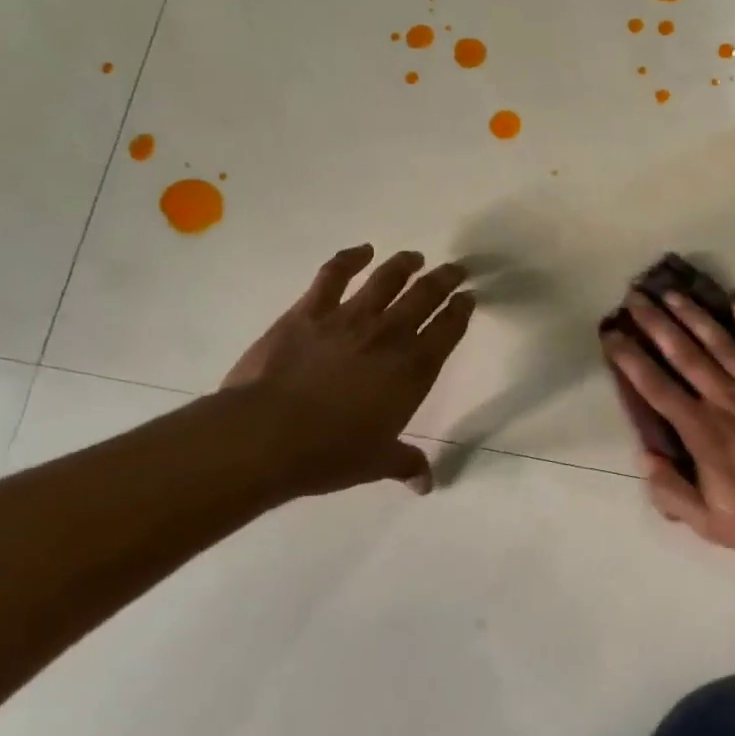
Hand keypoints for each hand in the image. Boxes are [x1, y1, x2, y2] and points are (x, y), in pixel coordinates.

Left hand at [222, 245, 474, 497]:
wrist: (266, 436)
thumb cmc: (330, 453)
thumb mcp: (376, 463)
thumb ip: (405, 465)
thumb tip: (427, 485)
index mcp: (414, 369)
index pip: (449, 329)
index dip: (462, 310)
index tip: (468, 298)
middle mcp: (390, 335)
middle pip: (426, 295)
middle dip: (445, 279)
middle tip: (455, 269)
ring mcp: (349, 318)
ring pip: (387, 278)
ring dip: (405, 264)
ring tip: (415, 256)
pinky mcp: (310, 311)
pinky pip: (334, 275)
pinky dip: (349, 258)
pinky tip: (361, 251)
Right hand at [601, 290, 734, 577]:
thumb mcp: (712, 525)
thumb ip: (672, 492)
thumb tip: (644, 456)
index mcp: (704, 432)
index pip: (656, 387)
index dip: (630, 359)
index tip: (612, 334)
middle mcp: (729, 400)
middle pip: (685, 353)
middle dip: (656, 323)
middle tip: (635, 296)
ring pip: (724, 343)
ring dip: (696, 315)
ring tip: (673, 293)